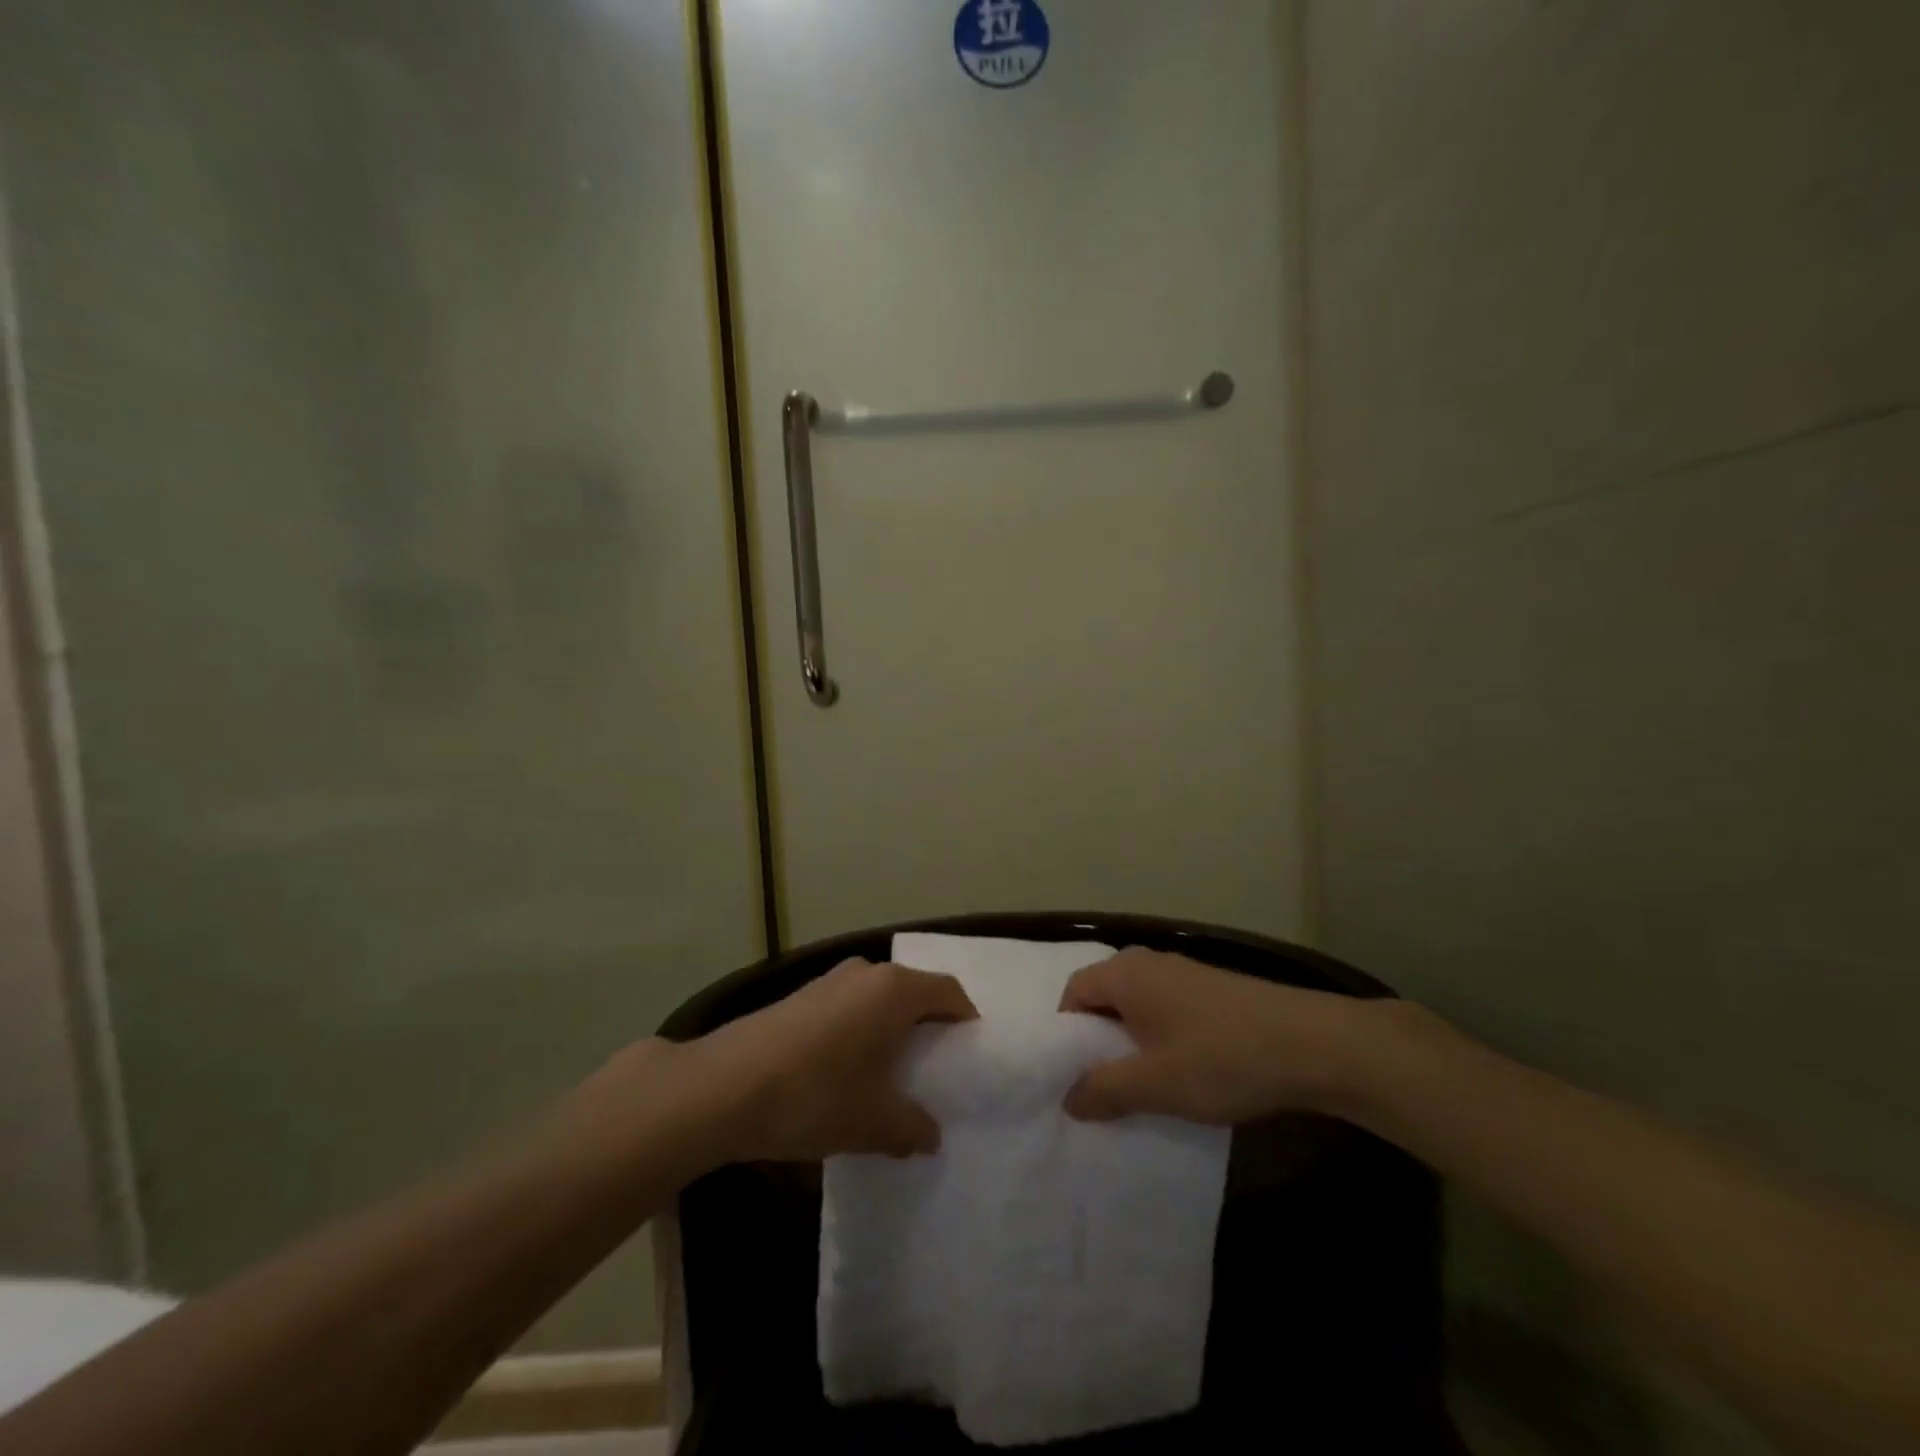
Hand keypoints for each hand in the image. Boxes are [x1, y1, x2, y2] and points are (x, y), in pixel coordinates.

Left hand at [682, 958, 976, 1161]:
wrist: (723, 1087)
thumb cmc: (815, 1095)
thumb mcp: (873, 1122)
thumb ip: (911, 1127)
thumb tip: (930, 1135)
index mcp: (894, 990)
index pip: (949, 992)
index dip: (966, 1020)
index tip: (970, 1055)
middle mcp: (865, 973)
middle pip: (913, 991)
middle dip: (927, 1025)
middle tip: (934, 1068)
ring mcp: (828, 981)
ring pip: (877, 999)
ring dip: (889, 1028)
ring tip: (890, 1074)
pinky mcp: (799, 996)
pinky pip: (848, 1006)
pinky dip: (859, 1030)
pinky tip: (846, 1071)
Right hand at [1057, 949, 1386, 1123]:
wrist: (1314, 1044)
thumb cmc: (1221, 1058)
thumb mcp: (1154, 1084)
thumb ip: (1103, 1090)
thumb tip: (1068, 1098)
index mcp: (1125, 974)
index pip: (1073, 993)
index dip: (1067, 1035)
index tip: (1075, 1076)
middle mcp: (1149, 963)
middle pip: (1105, 998)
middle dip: (1100, 1042)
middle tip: (1105, 1087)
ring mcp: (1185, 974)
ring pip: (1139, 1007)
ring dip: (1134, 1044)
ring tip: (1145, 1088)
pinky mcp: (1214, 991)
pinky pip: (1169, 1011)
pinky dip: (1164, 1039)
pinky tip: (1186, 1074)